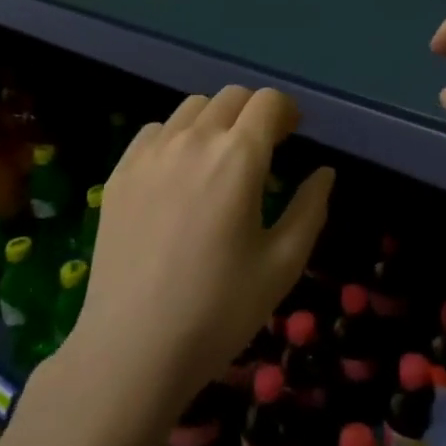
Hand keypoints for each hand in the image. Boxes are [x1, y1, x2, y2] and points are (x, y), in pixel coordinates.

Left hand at [73, 86, 332, 409]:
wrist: (132, 348)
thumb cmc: (219, 310)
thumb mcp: (282, 264)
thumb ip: (310, 208)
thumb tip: (324, 173)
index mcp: (238, 157)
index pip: (268, 102)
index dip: (287, 111)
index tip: (293, 135)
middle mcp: (194, 140)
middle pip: (232, 97)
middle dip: (255, 113)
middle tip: (263, 148)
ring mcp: (151, 153)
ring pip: (192, 108)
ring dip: (216, 120)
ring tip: (220, 158)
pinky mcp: (121, 171)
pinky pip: (156, 131)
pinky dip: (177, 136)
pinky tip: (179, 173)